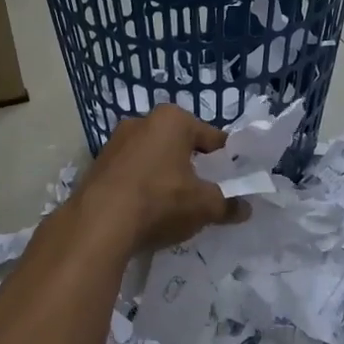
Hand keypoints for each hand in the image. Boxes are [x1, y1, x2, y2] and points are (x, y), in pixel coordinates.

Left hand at [75, 106, 249, 254]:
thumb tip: (245, 208)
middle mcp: (142, 121)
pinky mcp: (97, 165)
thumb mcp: (203, 206)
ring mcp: (115, 142)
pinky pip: (131, 173)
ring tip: (176, 204)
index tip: (233, 179)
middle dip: (192, 166)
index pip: (211, 137)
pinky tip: (147, 210)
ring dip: (165, 176)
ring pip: (153, 158)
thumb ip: (227, 204)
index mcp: (172, 119)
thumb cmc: (160, 201)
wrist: (98, 224)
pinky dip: (143, 186)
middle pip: (179, 145)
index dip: (226, 159)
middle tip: (205, 192)